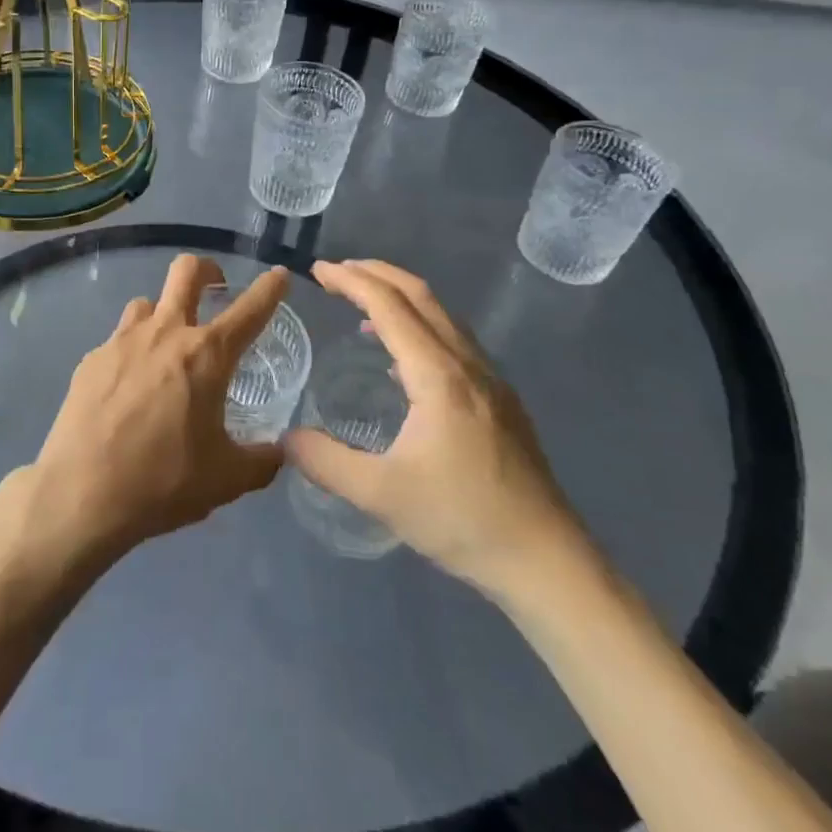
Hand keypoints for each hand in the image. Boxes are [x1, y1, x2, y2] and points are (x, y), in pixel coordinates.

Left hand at [27, 255, 289, 563]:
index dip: (270, 288)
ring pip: (148, 303)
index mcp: (206, 355)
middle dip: (207, 269)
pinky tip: (128, 387)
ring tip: (168, 346)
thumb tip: (281, 452)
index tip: (278, 275)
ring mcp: (122, 341)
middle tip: (215, 288)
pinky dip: (132, 351)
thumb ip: (261, 461)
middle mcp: (165, 334)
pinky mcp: (91, 359)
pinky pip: (119, 339)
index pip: (249, 309)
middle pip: (186, 272)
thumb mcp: (226, 479)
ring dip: (164, 313)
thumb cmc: (163, 481)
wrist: (81, 493)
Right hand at [285, 259, 587, 599]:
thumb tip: (285, 440)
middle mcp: (466, 363)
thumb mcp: (381, 495)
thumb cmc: (462, 521)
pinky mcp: (500, 399)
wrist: (546, 560)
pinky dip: (420, 324)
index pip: (389, 306)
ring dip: (400, 297)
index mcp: (438, 375)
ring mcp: (490, 379)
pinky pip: (453, 339)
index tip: (318, 270)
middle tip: (337, 272)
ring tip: (362, 306)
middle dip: (376, 274)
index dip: (351, 281)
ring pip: (441, 315)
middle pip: (420, 295)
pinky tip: (402, 359)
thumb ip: (327, 462)